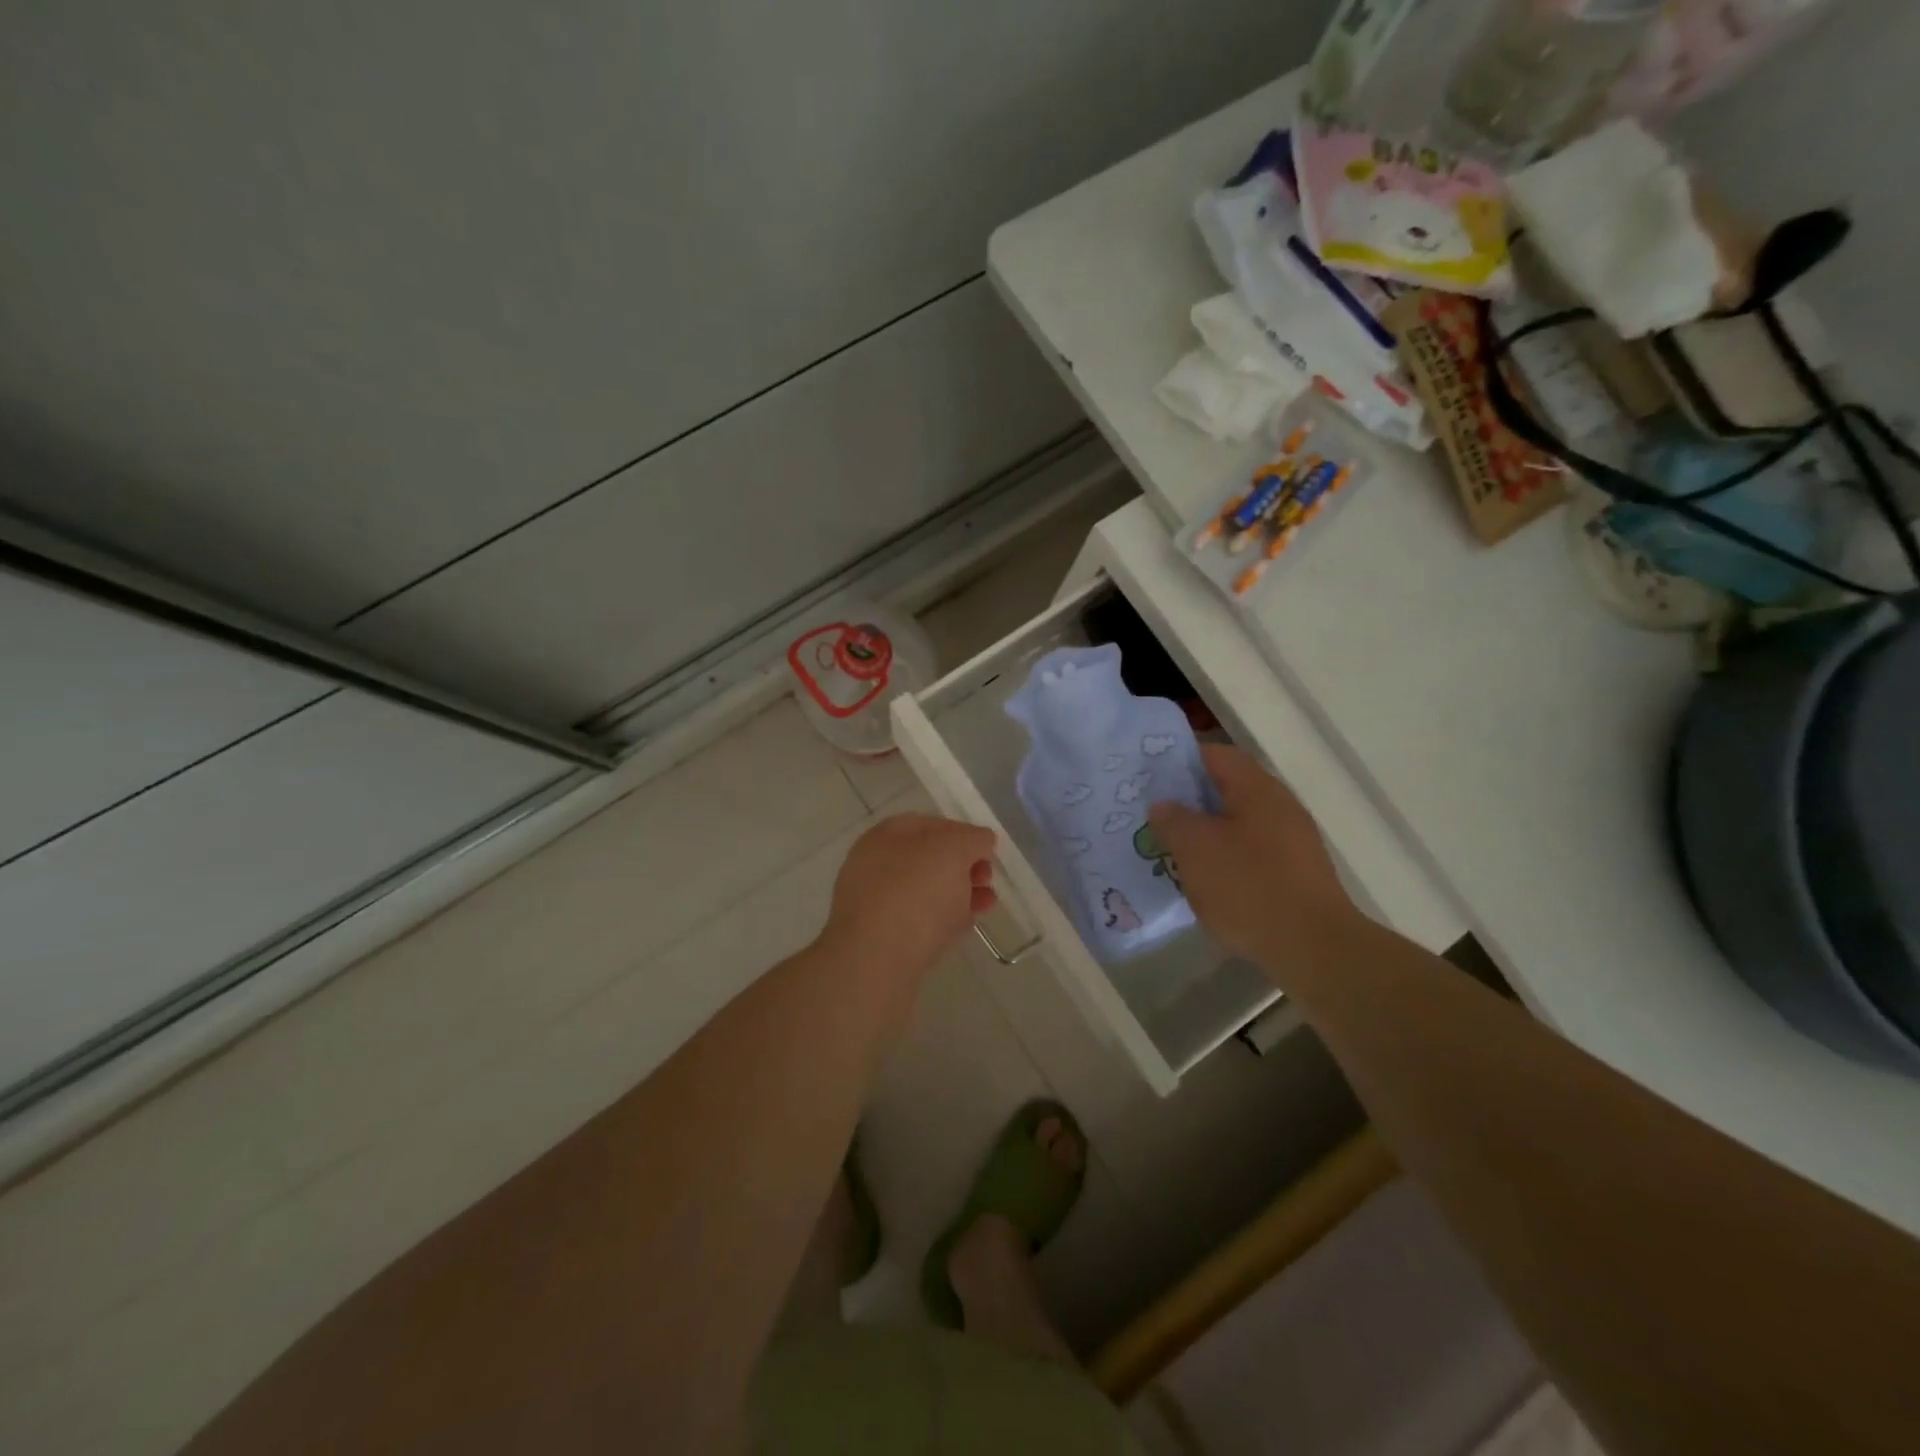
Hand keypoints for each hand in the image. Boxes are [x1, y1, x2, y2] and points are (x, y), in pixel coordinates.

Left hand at [821, 813, 996, 990]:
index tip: (987, 851)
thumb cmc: (914, 894)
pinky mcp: (883, 940)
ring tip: (987, 904)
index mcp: (885, 836)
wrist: (875, 963)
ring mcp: (876, 904)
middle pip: (928, 859)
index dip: (962, 832)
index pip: (929, 824)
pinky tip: (967, 926)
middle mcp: (875, 865)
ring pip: (926, 892)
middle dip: (964, 866)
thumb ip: (972, 839)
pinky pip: (920, 922)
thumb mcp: (952, 850)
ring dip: (960, 893)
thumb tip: (981, 840)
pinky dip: (946, 919)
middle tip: (987, 879)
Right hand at [1148, 744, 1357, 972]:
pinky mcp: (1296, 873)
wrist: (1313, 948)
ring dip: (1206, 832)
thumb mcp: (1195, 849)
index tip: (1150, 777)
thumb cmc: (1248, 887)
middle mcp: (1280, 806)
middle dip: (1189, 800)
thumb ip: (1173, 820)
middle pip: (1228, 789)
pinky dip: (1225, 858)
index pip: (1215, 754)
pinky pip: (1251, 852)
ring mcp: (1293, 841)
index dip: (1179, 760)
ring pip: (1238, 823)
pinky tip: (1206, 880)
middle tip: (1155, 815)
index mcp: (1257, 789)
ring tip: (1173, 850)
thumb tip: (1164, 805)